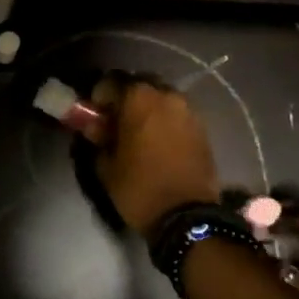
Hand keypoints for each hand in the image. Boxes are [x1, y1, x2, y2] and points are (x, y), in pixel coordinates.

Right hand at [94, 80, 219, 239]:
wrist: (188, 216)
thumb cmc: (140, 188)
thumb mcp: (106, 166)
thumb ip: (99, 138)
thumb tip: (97, 128)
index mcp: (138, 98)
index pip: (110, 82)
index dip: (99, 97)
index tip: (95, 116)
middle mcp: (166, 95)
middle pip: (139, 85)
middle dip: (126, 100)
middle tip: (117, 123)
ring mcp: (188, 110)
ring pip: (161, 98)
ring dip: (148, 110)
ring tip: (140, 134)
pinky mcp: (203, 127)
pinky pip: (177, 115)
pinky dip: (166, 122)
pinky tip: (159, 143)